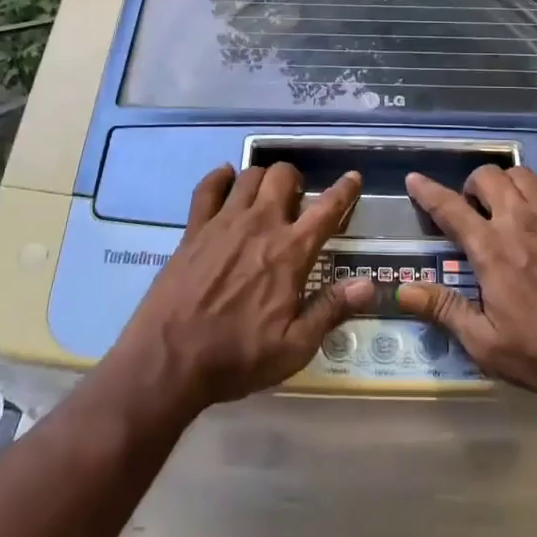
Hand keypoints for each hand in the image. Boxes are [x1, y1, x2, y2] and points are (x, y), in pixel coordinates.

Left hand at [109, 163, 371, 412]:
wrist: (168, 361)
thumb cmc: (237, 357)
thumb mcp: (294, 347)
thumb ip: (331, 309)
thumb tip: (369, 284)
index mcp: (290, 252)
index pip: (326, 209)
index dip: (344, 191)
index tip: (352, 178)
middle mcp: (260, 225)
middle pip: (283, 176)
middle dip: (296, 180)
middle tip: (296, 202)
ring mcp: (223, 222)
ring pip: (249, 175)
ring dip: (263, 179)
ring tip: (264, 197)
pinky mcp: (193, 229)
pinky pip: (208, 187)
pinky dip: (220, 178)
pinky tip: (226, 182)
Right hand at [397, 165, 536, 397]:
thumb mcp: (487, 345)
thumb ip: (444, 310)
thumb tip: (401, 290)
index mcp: (491, 249)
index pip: (449, 208)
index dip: (427, 191)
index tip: (414, 179)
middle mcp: (520, 220)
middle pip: (486, 177)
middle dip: (472, 186)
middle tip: (473, 209)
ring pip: (523, 173)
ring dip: (508, 182)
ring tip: (509, 203)